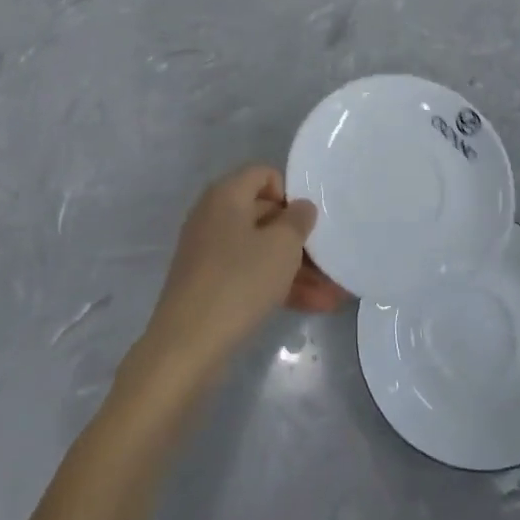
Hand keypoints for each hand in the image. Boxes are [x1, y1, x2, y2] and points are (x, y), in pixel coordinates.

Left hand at [143, 165, 347, 377]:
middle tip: (330, 260)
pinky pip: (250, 274)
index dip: (290, 193)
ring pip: (261, 250)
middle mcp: (214, 216)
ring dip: (296, 269)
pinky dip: (278, 285)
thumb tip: (301, 207)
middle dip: (300, 239)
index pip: (264, 174)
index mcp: (226, 194)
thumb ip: (298, 220)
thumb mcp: (281, 246)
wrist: (187, 344)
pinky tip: (313, 306)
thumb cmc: (239, 281)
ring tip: (333, 293)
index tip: (308, 222)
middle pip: (265, 214)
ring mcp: (209, 252)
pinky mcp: (209, 284)